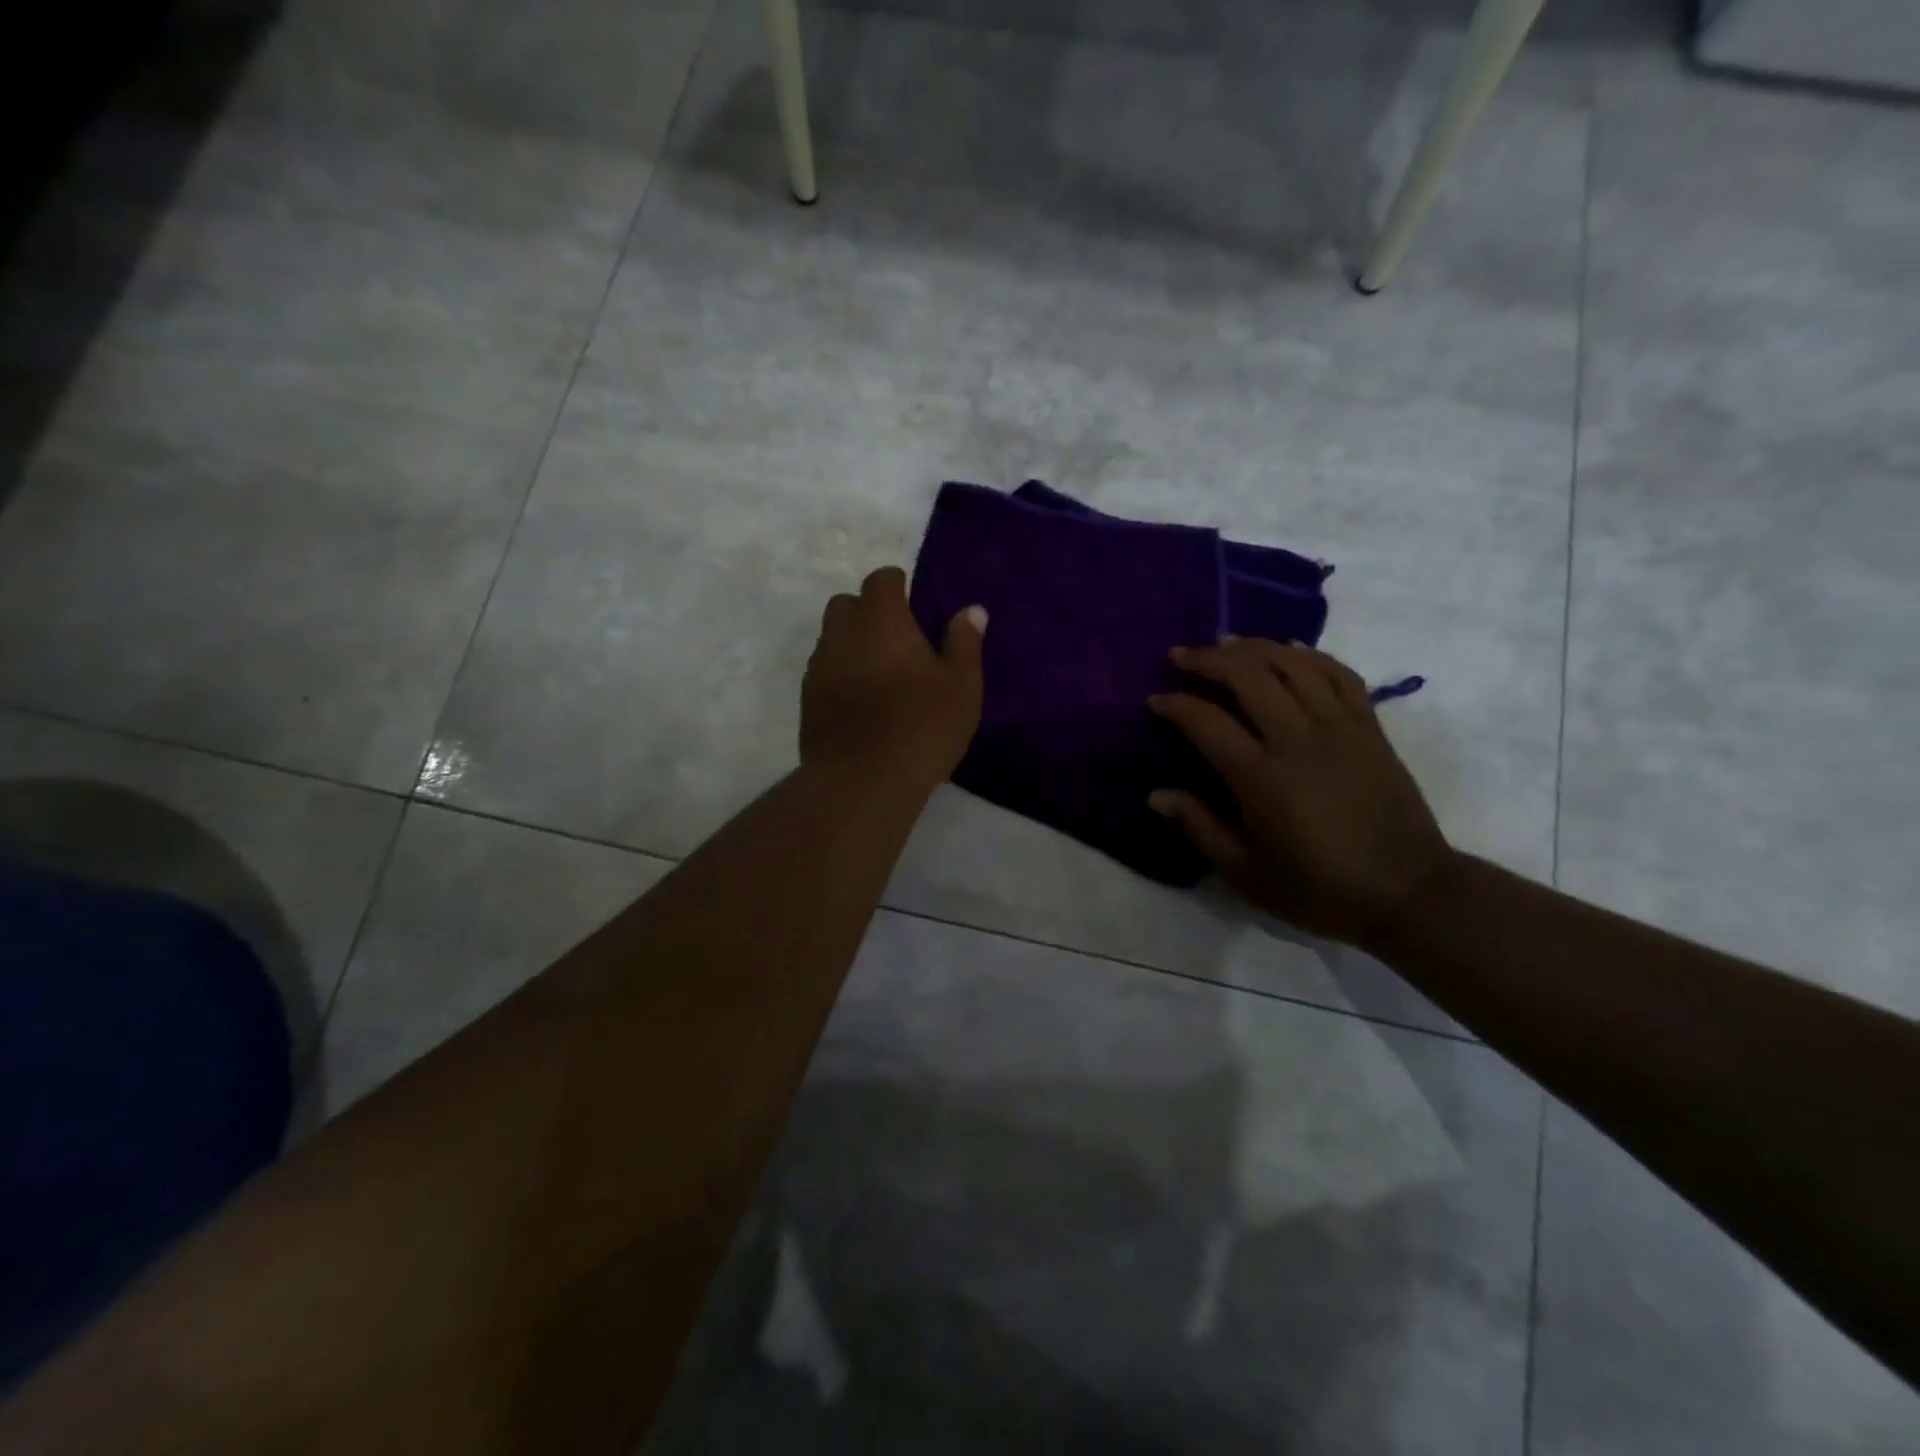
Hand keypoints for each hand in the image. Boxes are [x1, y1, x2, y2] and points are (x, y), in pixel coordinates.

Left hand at [801, 567, 986, 788]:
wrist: (862, 780)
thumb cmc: (922, 726)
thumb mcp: (961, 686)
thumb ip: (964, 642)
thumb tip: (971, 610)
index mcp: (881, 619)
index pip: (881, 579)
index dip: (897, 586)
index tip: (913, 604)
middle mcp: (842, 632)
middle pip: (847, 603)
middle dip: (867, 611)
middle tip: (897, 639)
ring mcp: (819, 666)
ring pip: (831, 638)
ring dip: (851, 643)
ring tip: (879, 672)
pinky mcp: (807, 699)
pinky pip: (823, 671)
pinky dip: (839, 674)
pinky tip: (860, 701)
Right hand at [1148, 639, 1454, 947]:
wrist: (1408, 892)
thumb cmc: (1319, 889)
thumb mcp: (1246, 874)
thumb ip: (1200, 827)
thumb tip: (1157, 795)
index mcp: (1260, 777)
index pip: (1206, 721)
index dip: (1175, 704)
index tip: (1155, 699)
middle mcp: (1297, 739)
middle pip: (1248, 676)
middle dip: (1208, 659)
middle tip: (1181, 655)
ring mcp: (1339, 727)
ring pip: (1292, 665)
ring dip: (1254, 647)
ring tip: (1227, 643)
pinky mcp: (1369, 727)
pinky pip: (1339, 674)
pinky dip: (1310, 654)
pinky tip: (1289, 648)